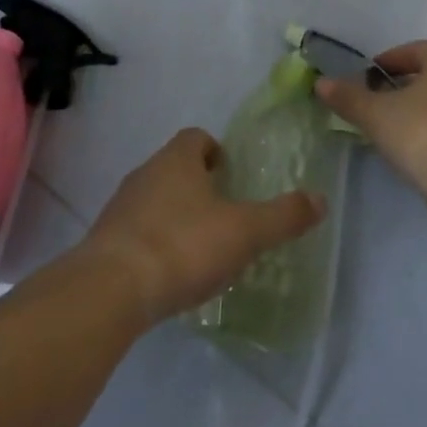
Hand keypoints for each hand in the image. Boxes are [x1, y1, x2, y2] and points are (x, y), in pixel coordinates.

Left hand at [80, 128, 325, 323]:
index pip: (195, 137)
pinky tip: (171, 272)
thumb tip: (320, 199)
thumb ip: (283, 216)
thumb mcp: (244, 232)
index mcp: (177, 160)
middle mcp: (145, 174)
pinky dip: (156, 242)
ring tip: (200, 245)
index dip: (215, 149)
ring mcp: (120, 207)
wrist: (111, 289)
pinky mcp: (106, 241)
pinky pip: (137, 231)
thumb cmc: (183, 246)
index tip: (230, 172)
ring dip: (175, 214)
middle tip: (224, 212)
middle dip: (197, 184)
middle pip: (174, 167)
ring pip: (154, 199)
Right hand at [315, 41, 426, 193]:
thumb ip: (348, 97)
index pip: (413, 51)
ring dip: (417, 112)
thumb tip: (322, 84)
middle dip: (400, 88)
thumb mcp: (376, 114)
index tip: (364, 81)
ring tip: (390, 130)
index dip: (385, 64)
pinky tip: (414, 151)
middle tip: (374, 105)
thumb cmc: (423, 133)